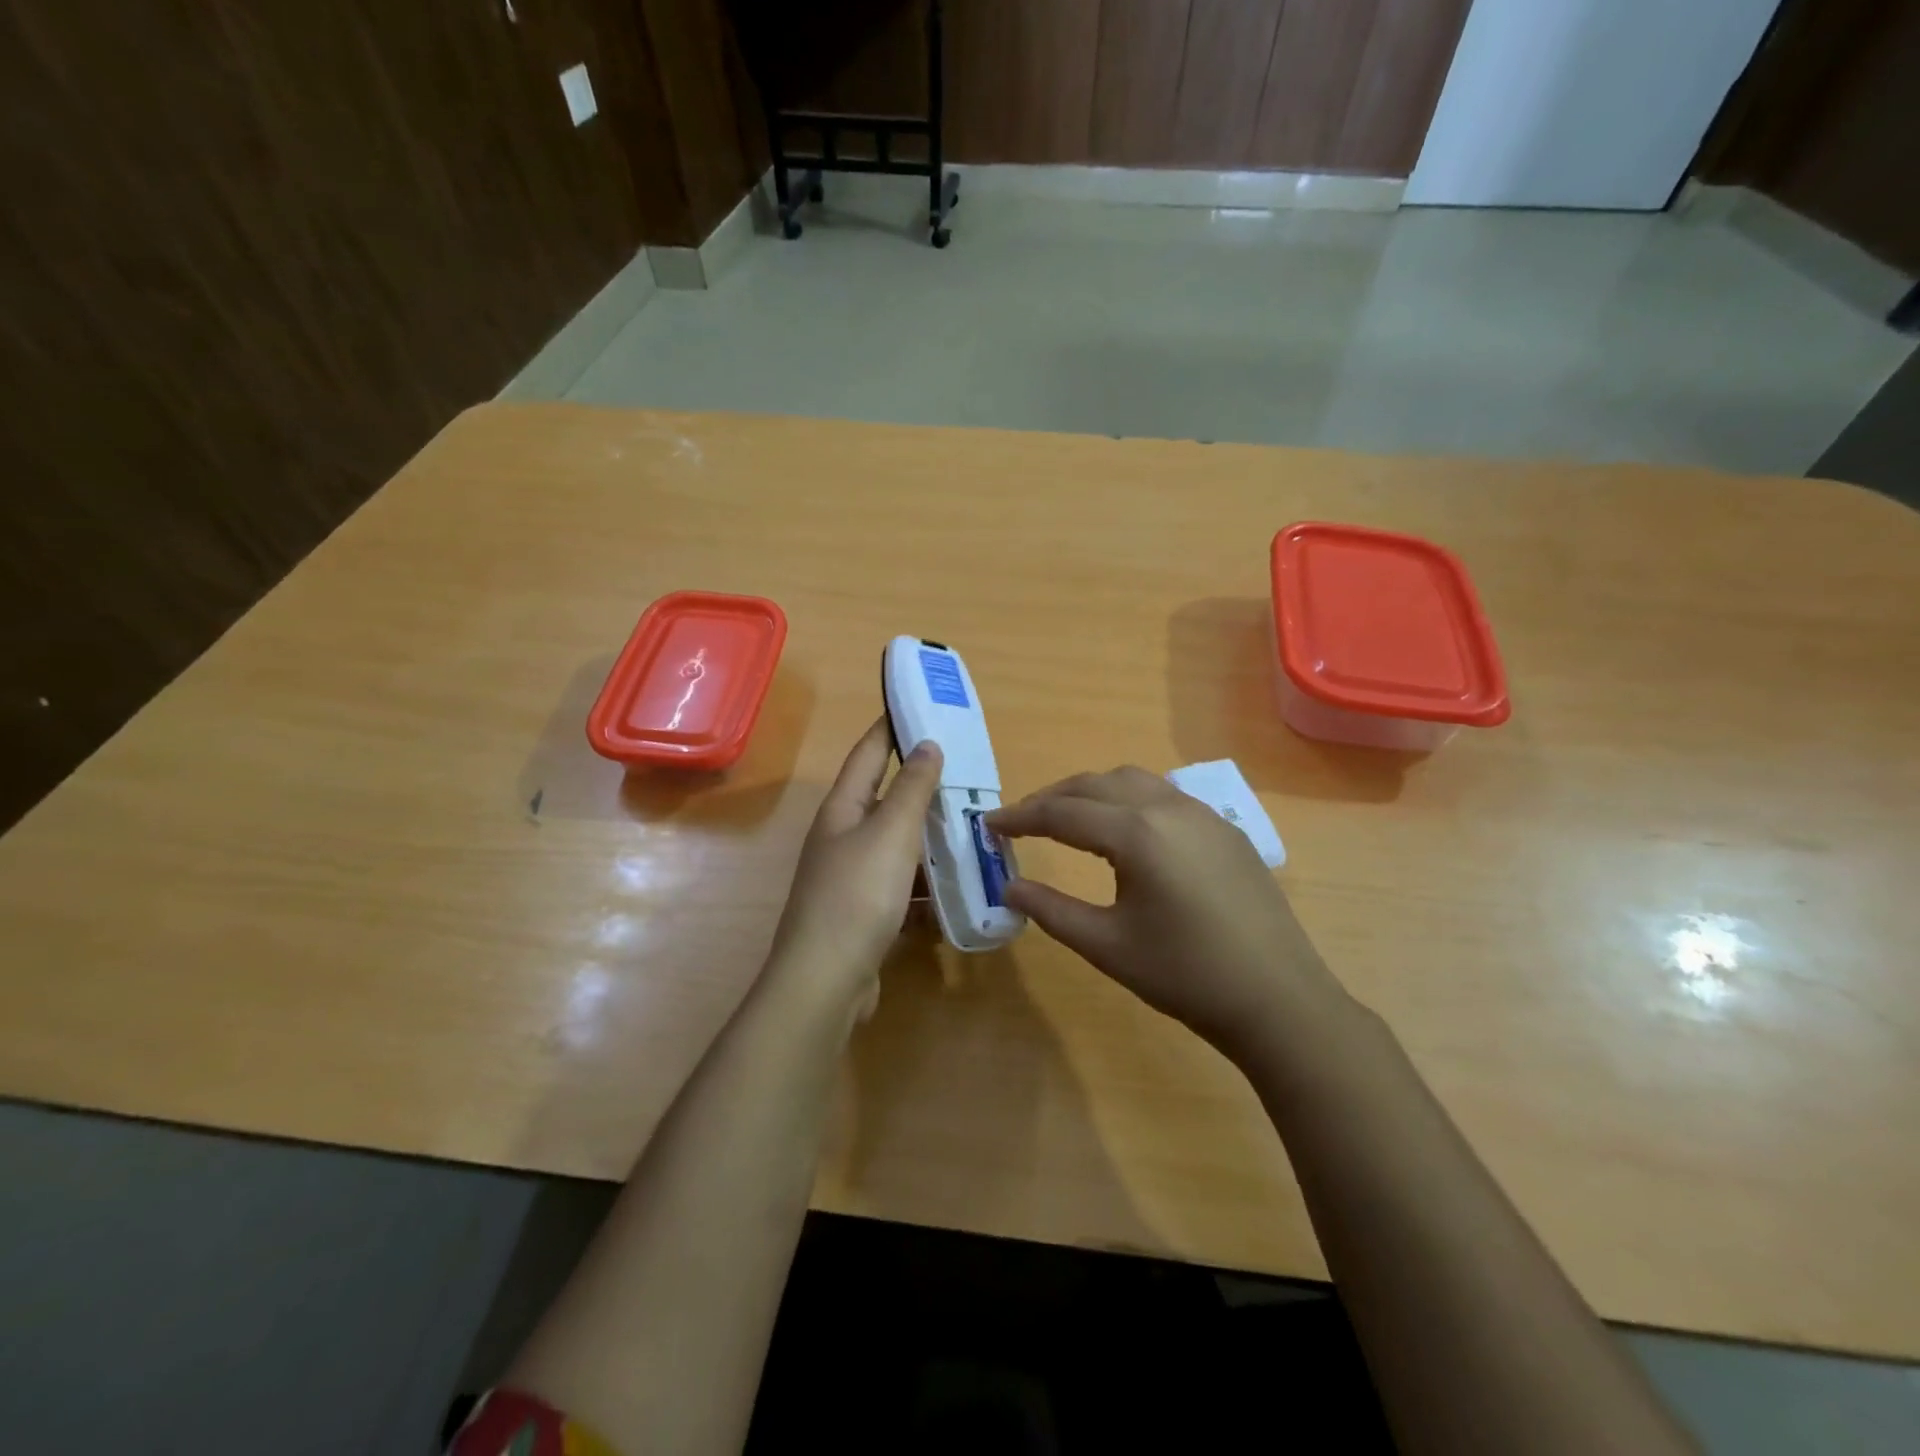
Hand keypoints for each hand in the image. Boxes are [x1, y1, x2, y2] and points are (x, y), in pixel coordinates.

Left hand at [769, 719, 941, 1006]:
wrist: (826, 980)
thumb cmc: (857, 895)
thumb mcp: (890, 833)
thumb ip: (911, 788)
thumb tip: (927, 744)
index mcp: (842, 809)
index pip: (868, 753)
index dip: (891, 726)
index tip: (918, 704)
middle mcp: (841, 837)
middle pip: (882, 797)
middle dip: (919, 780)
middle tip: (963, 765)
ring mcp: (850, 877)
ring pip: (896, 842)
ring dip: (928, 832)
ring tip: (970, 821)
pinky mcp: (863, 912)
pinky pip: (901, 883)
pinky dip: (926, 878)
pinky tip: (957, 882)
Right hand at [987, 767, 1348, 1062]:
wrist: (1278, 999)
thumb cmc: (1185, 975)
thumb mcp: (1106, 945)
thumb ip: (1051, 909)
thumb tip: (1010, 885)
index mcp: (1136, 833)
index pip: (1062, 812)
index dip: (1020, 818)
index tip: (988, 825)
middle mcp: (1168, 807)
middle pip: (1094, 784)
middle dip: (1051, 797)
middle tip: (1020, 822)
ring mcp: (1202, 814)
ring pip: (1133, 780)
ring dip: (1091, 792)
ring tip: (1067, 819)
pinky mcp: (1225, 829)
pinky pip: (1164, 795)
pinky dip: (1128, 799)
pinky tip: (1125, 831)